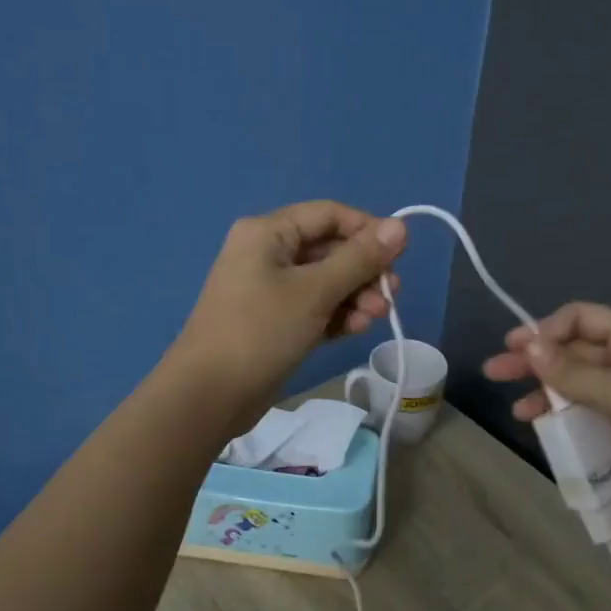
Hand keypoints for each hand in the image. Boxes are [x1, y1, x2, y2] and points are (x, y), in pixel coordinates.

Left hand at [170, 201, 406, 418]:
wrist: (210, 395)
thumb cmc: (260, 331)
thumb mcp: (315, 291)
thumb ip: (360, 259)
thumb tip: (401, 226)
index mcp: (268, 232)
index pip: (329, 215)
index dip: (367, 230)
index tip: (400, 256)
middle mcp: (268, 253)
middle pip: (330, 249)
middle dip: (364, 270)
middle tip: (390, 296)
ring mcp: (270, 289)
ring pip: (326, 281)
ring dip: (356, 295)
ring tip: (375, 317)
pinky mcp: (276, 321)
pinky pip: (315, 307)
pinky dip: (338, 314)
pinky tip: (357, 329)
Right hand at [482, 302, 610, 530]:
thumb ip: (574, 373)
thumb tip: (528, 346)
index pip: (581, 318)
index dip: (546, 330)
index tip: (515, 350)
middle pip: (575, 350)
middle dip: (535, 360)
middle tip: (494, 372)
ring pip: (578, 384)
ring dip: (546, 392)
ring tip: (516, 409)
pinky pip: (589, 412)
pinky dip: (565, 416)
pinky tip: (544, 428)